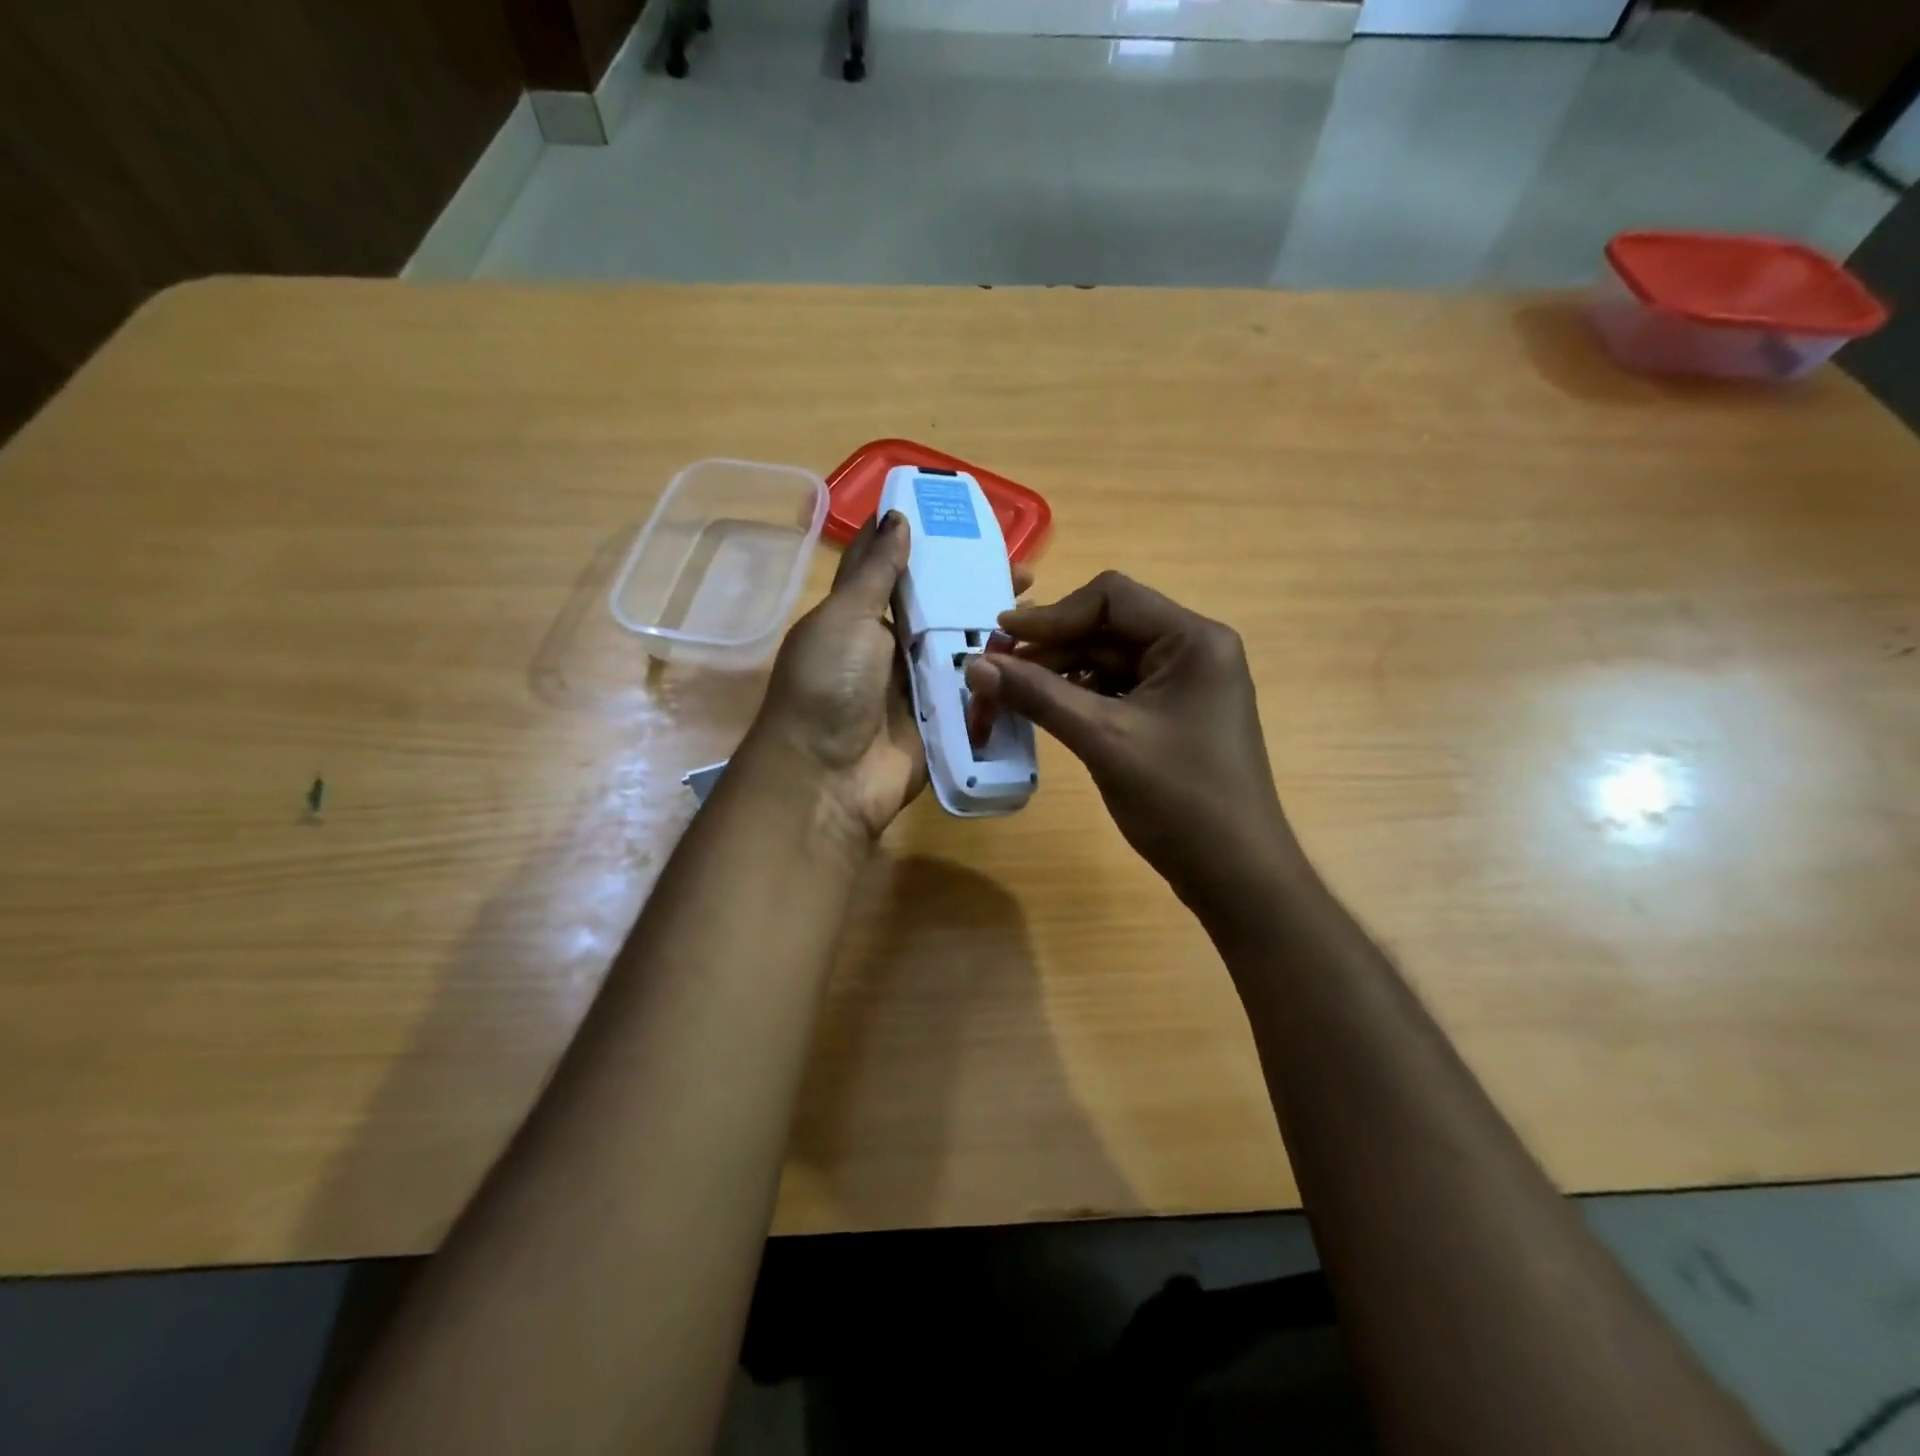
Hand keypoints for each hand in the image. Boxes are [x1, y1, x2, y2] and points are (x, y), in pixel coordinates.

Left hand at [749, 511, 1035, 846]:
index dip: (930, 547)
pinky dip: (1001, 676)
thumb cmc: (828, 685)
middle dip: (977, 590)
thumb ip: (875, 571)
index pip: (898, 572)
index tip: (970, 525)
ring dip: (996, 631)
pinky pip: (975, 692)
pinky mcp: (942, 722)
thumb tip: (896, 516)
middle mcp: (889, 650)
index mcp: (859, 618)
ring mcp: (918, 688)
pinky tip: (1036, 656)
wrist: (828, 777)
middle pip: (940, 611)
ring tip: (1040, 609)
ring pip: (963, 650)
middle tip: (1024, 573)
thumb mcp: (845, 617)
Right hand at [964, 571, 1304, 923]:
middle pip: (1108, 628)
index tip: (1000, 639)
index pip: (1112, 598)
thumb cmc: (1179, 800)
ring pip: (1109, 660)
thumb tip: (974, 665)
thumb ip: (1038, 696)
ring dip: (1060, 674)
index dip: (1051, 615)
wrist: (1235, 874)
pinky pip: (1119, 690)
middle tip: (996, 675)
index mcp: (1193, 640)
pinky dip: (1081, 697)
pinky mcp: (1174, 714)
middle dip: (1051, 649)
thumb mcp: (1103, 740)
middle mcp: (1194, 650)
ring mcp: (1186, 684)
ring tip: (1013, 697)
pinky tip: (1049, 713)